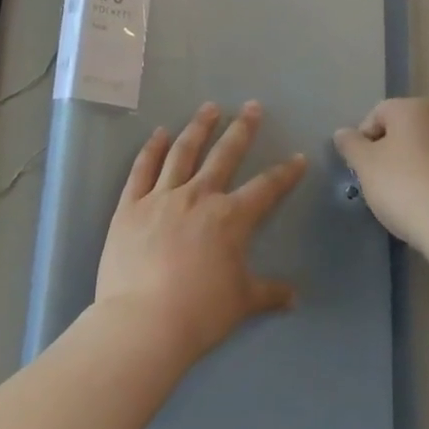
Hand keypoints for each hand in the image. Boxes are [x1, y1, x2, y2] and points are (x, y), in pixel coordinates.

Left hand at [96, 101, 304, 365]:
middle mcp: (198, 196)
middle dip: (241, 129)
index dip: (285, 173)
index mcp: (230, 217)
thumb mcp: (241, 302)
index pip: (265, 188)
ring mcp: (161, 196)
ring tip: (208, 107)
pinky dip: (152, 148)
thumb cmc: (199, 313)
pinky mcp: (130, 205)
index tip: (297, 157)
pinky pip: (142, 169)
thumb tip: (294, 297)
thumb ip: (268, 293)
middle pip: (224, 155)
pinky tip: (160, 133)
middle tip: (252, 106)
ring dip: (198, 127)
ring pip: (183, 152)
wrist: (144, 322)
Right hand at [334, 98, 428, 250]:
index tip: (363, 170)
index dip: (364, 141)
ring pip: (428, 148)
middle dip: (390, 152)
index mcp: (413, 107)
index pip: (377, 115)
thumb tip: (343, 133)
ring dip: (415, 165)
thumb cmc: (405, 188)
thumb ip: (350, 144)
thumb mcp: (365, 166)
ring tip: (408, 196)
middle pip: (405, 129)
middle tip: (381, 183)